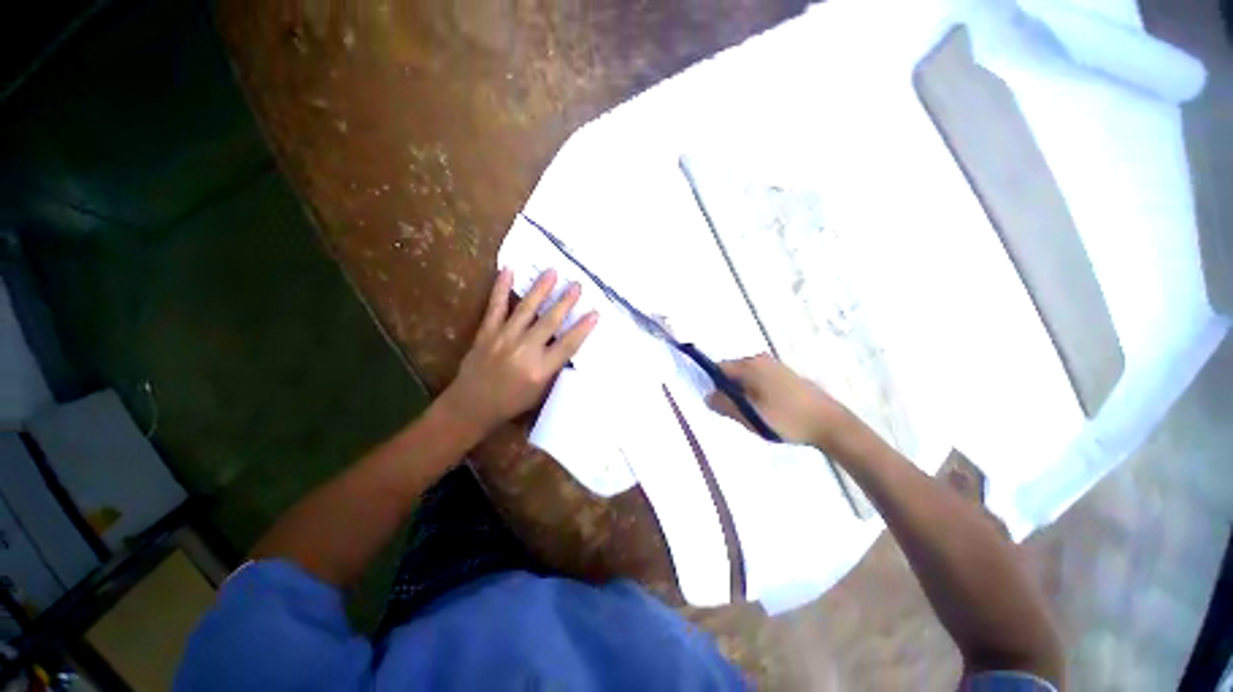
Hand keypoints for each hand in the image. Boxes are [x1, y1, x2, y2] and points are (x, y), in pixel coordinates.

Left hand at [440, 268, 597, 436]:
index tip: (595, 313)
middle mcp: (525, 350)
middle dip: (566, 302)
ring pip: (526, 309)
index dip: (583, 328)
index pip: (568, 344)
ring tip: (552, 272)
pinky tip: (508, 270)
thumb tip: (565, 343)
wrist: (471, 406)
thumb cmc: (511, 402)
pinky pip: (496, 306)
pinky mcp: (487, 332)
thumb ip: (553, 367)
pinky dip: (501, 287)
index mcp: (540, 369)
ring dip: (541, 289)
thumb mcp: (540, 391)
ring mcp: (504, 338)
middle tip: (577, 284)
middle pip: (550, 321)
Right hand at [706, 353, 861, 449]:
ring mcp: (775, 365)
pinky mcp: (786, 374)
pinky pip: (760, 379)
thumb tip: (708, 396)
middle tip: (736, 412)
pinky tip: (767, 409)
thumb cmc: (785, 418)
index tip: (718, 403)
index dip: (713, 385)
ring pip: (746, 377)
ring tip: (753, 413)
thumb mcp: (749, 416)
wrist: (829, 423)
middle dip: (729, 390)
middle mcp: (760, 359)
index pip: (719, 368)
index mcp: (749, 366)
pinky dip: (756, 391)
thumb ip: (724, 405)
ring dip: (743, 392)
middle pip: (732, 371)